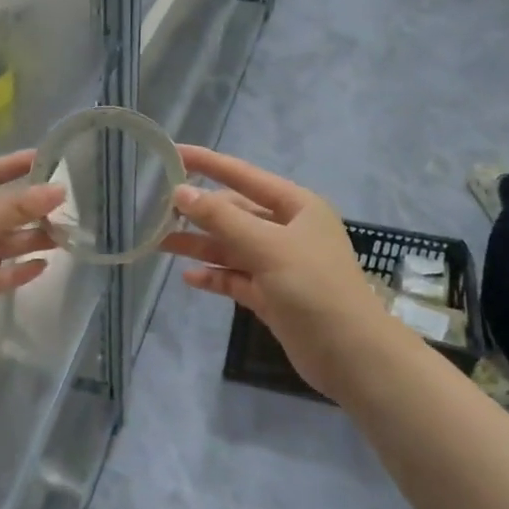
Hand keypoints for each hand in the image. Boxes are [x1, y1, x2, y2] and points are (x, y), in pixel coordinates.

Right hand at [160, 146, 397, 399]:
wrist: (351, 355)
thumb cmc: (314, 288)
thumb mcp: (267, 246)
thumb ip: (222, 218)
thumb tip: (181, 192)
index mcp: (296, 206)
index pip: (243, 176)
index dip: (208, 164)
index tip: (173, 153)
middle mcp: (288, 230)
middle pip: (235, 213)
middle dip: (199, 211)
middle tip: (157, 209)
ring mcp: (280, 265)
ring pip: (231, 247)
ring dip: (199, 244)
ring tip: (159, 243)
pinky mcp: (272, 296)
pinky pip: (236, 278)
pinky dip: (214, 276)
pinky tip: (189, 277)